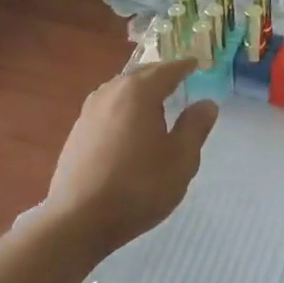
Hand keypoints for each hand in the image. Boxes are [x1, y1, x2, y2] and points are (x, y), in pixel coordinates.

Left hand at [40, 61, 218, 255]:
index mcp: (138, 93)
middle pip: (140, 75)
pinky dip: (124, 108)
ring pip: (120, 91)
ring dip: (140, 91)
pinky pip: (107, 108)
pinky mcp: (77, 133)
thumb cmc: (140, 186)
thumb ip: (195, 127)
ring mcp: (88, 112)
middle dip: (161, 75)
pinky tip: (130, 126)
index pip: (166, 70)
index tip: (197, 63)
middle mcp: (110, 93)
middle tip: (179, 79)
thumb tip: (206, 104)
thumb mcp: (181, 159)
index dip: (184, 66)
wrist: (80, 219)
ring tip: (156, 101)